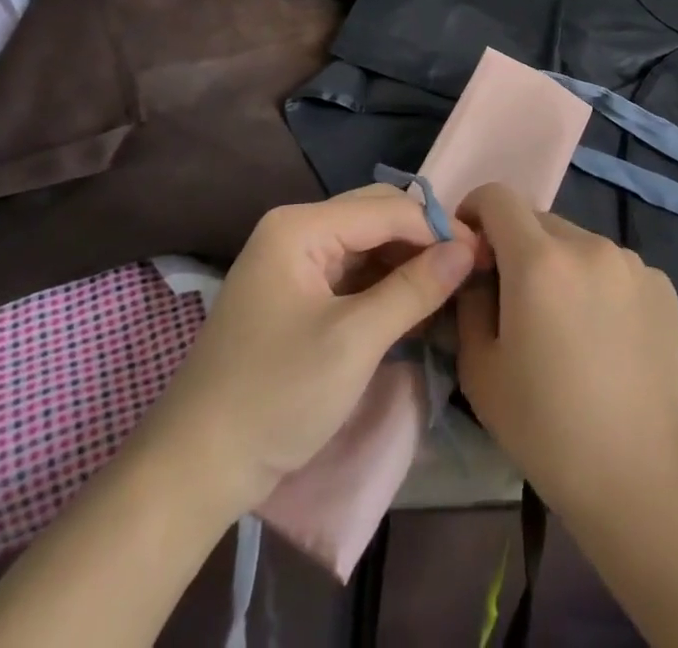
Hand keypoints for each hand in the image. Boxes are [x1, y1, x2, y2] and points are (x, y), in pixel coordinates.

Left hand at [131, 186, 479, 515]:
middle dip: (423, 242)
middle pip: (375, 218)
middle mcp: (295, 230)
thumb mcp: (354, 342)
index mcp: (300, 226)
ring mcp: (292, 262)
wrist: (195, 468)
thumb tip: (466, 250)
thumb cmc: (275, 395)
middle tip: (467, 272)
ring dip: (406, 265)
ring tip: (449, 291)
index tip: (481, 257)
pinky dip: (384, 287)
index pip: (386, 209)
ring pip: (366, 246)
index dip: (436, 229)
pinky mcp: (295, 294)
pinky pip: (351, 274)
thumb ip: (413, 289)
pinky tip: (415, 307)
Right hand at [455, 183, 677, 519]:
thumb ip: (469, 300)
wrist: (639, 477)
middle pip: (538, 220)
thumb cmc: (546, 428)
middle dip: (517, 247)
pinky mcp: (661, 284)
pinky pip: (613, 267)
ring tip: (566, 324)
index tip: (472, 251)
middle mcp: (588, 244)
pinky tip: (604, 337)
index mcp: (539, 260)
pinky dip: (598, 285)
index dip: (475, 213)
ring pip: (577, 242)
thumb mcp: (479, 368)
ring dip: (560, 265)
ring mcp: (631, 261)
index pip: (497, 196)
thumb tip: (476, 268)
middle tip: (516, 300)